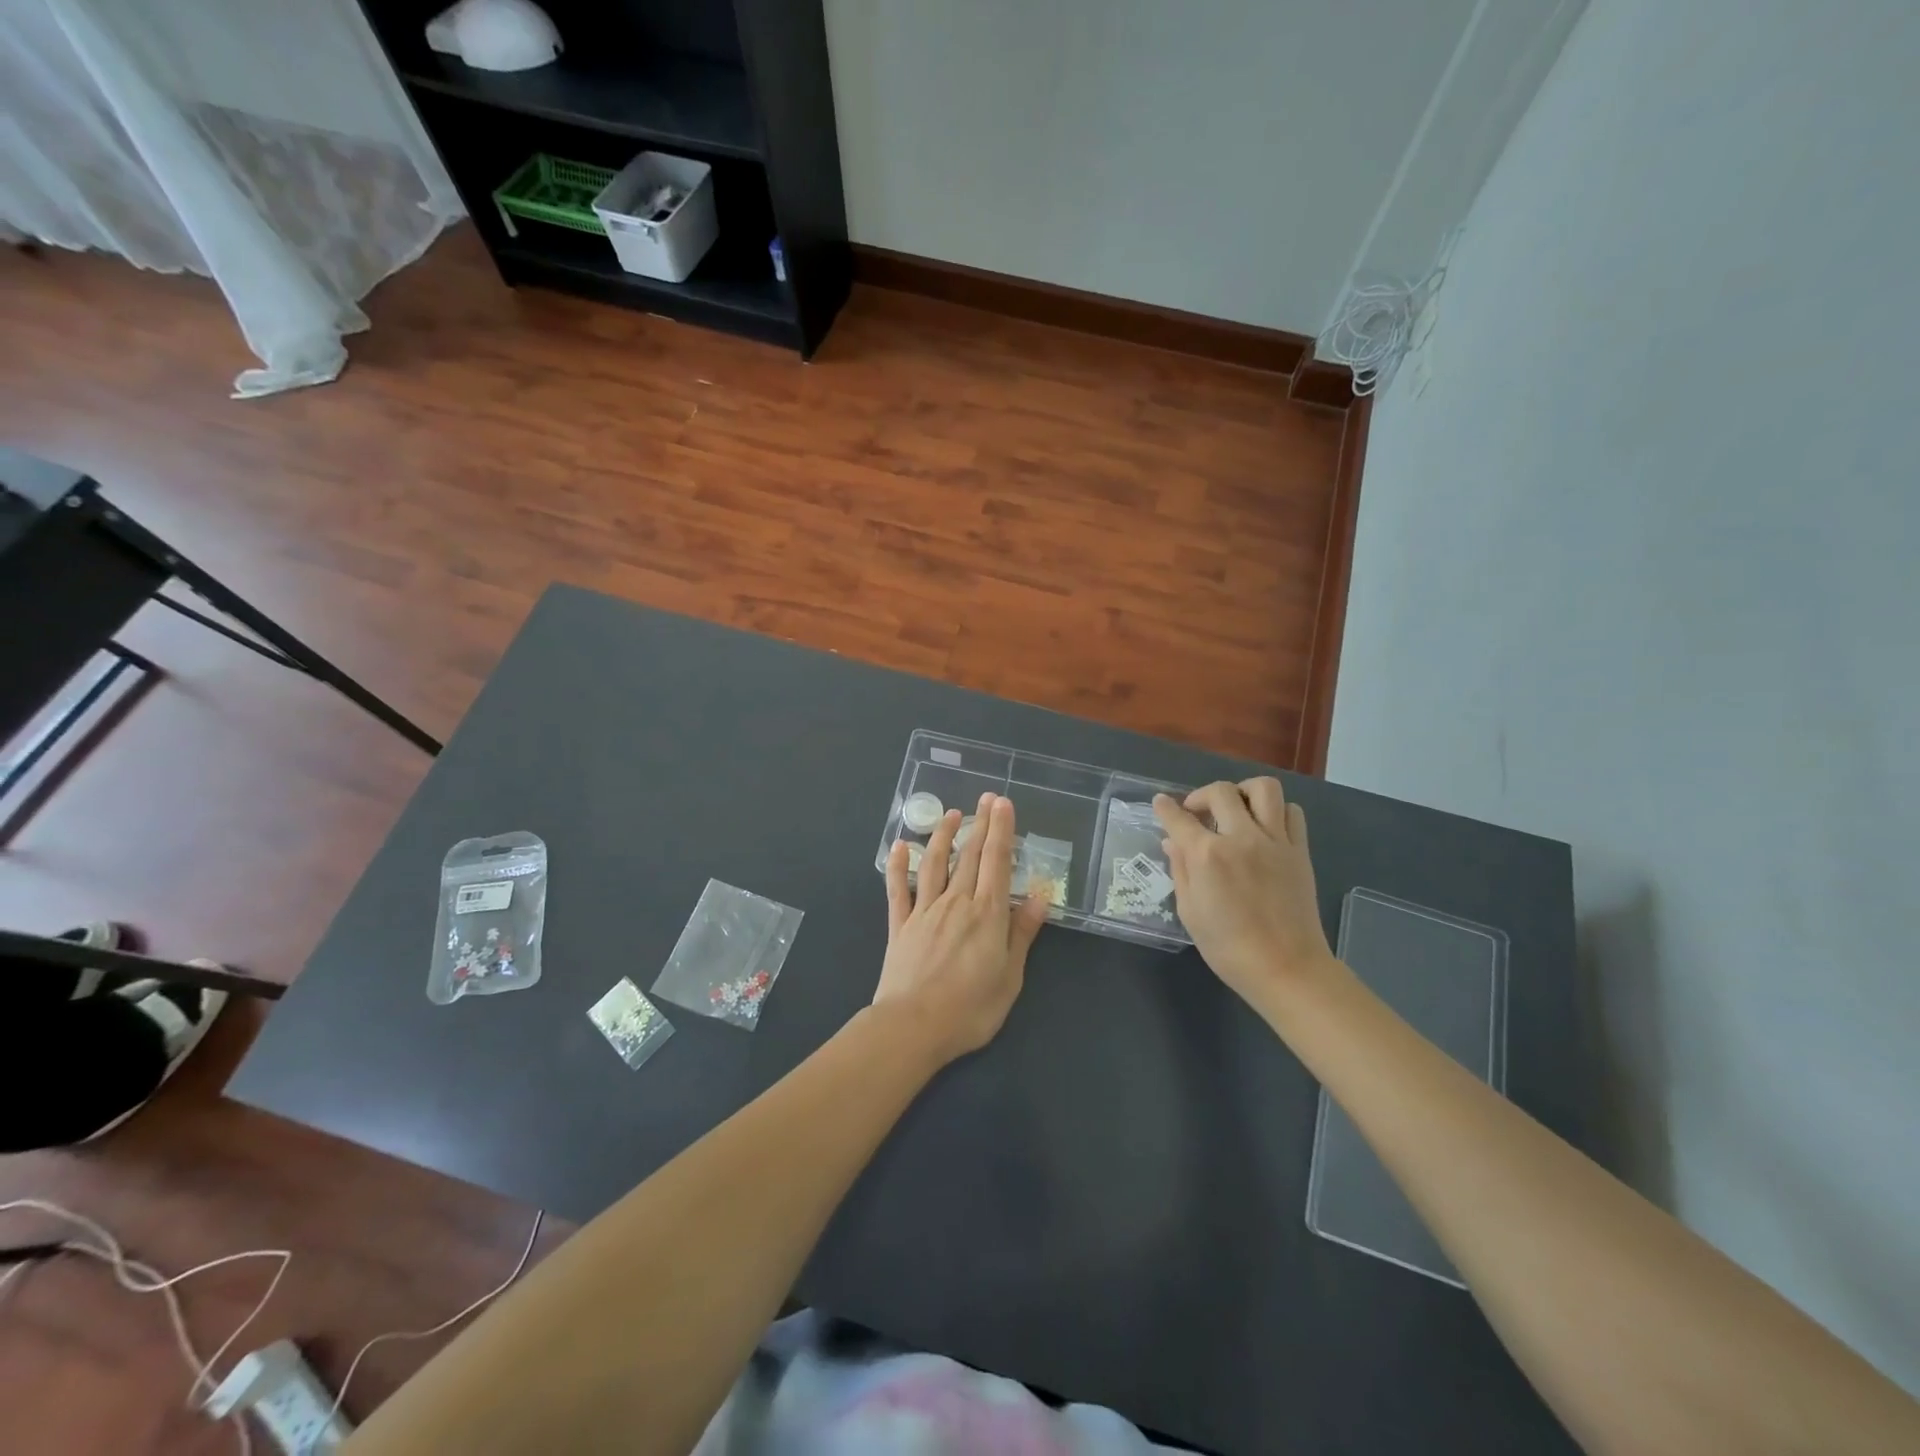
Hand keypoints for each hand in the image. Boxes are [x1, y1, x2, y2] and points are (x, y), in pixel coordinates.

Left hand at [876, 793, 1049, 1065]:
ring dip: (943, 835)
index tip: (1003, 804)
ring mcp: (925, 910)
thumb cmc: (970, 1009)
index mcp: (987, 914)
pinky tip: (899, 846)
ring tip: (951, 814)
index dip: (1001, 830)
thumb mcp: (1010, 977)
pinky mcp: (900, 924)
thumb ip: (1022, 933)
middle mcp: (956, 902)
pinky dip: (898, 865)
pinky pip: (898, 888)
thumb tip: (1041, 896)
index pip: (997, 862)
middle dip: (980, 824)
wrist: (912, 1026)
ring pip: (935, 863)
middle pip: (970, 856)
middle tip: (986, 798)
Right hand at [1154, 779, 1334, 1007]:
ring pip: (1263, 789)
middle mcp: (1241, 838)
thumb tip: (1173, 842)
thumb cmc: (1228, 948)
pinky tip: (1264, 827)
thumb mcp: (1190, 912)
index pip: (1178, 818)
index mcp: (1207, 856)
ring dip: (1243, 792)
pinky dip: (1274, 810)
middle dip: (1201, 795)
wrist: (1286, 968)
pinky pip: (1291, 812)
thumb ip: (1180, 870)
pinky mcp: (1299, 850)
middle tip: (1197, 812)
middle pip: (1221, 792)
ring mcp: (1275, 841)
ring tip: (1235, 809)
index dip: (1165, 808)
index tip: (1161, 803)